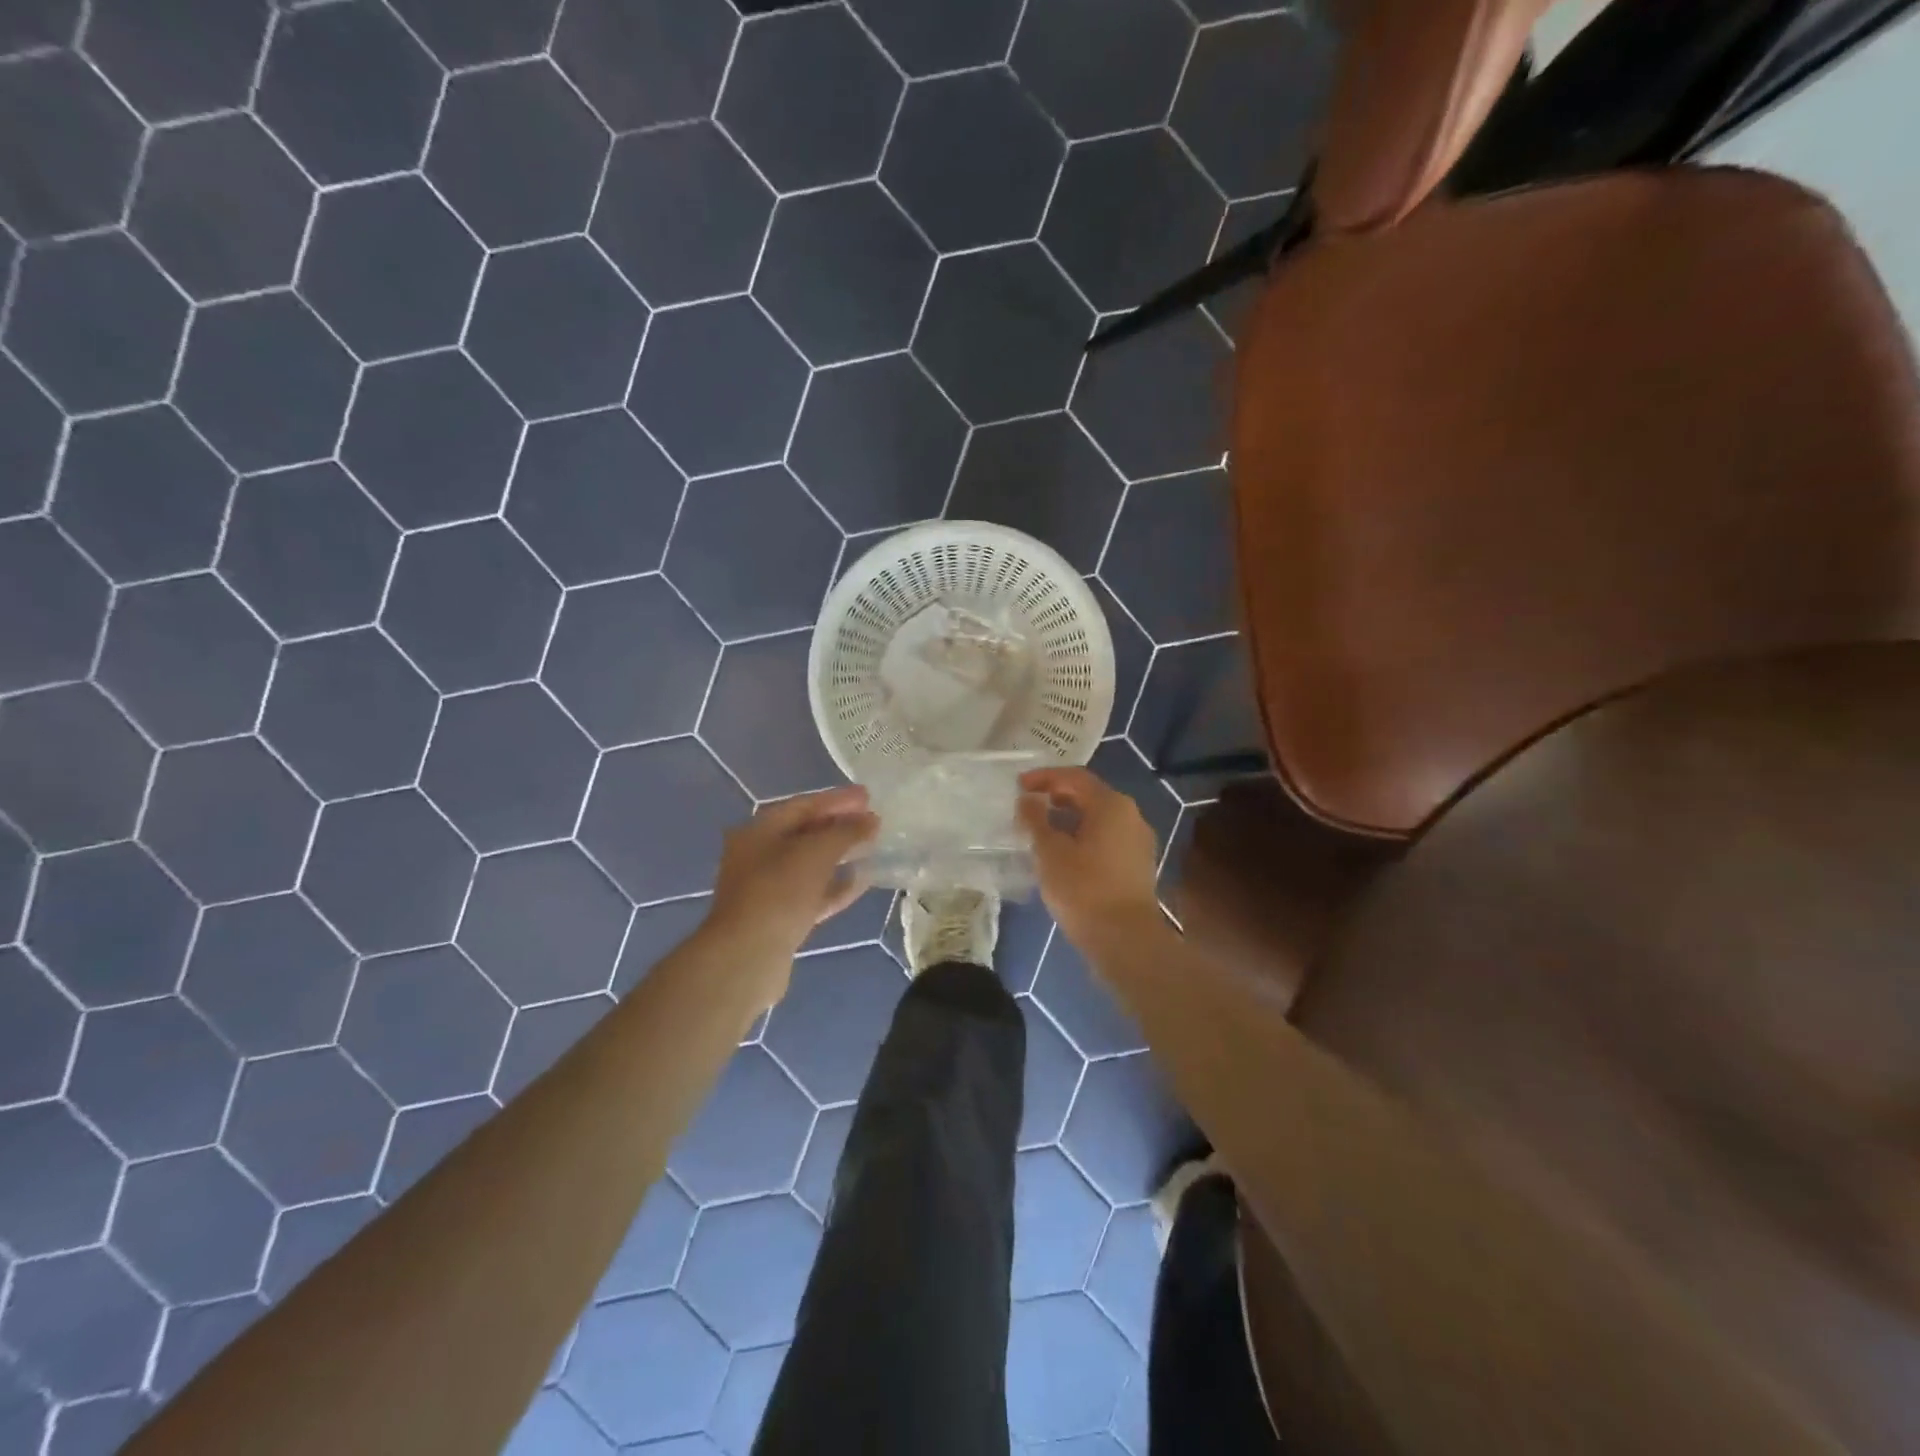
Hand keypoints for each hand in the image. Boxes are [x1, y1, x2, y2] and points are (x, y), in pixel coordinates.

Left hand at [705, 787, 879, 970]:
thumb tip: (871, 820)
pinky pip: (812, 893)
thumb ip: (847, 832)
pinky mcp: (779, 918)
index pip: (803, 805)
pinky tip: (861, 881)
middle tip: (873, 820)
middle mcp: (758, 855)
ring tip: (871, 847)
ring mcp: (767, 889)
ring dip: (839, 855)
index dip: (837, 799)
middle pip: (805, 833)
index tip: (868, 796)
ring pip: (810, 865)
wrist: (747, 957)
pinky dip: (835, 885)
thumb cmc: (779, 892)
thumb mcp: (816, 852)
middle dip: (839, 826)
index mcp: (759, 831)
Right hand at [1017, 767, 1163, 955]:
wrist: (1125, 940)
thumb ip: (1036, 820)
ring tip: (1040, 830)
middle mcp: (1130, 815)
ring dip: (1068, 819)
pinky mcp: (1137, 865)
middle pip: (1089, 795)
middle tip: (1027, 806)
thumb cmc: (1084, 889)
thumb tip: (1027, 800)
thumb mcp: (1050, 852)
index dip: (1044, 777)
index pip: (1074, 777)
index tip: (1018, 785)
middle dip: (1056, 797)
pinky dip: (1082, 837)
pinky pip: (1105, 838)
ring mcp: (1137, 841)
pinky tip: (1062, 853)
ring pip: (1098, 819)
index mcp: (1111, 804)